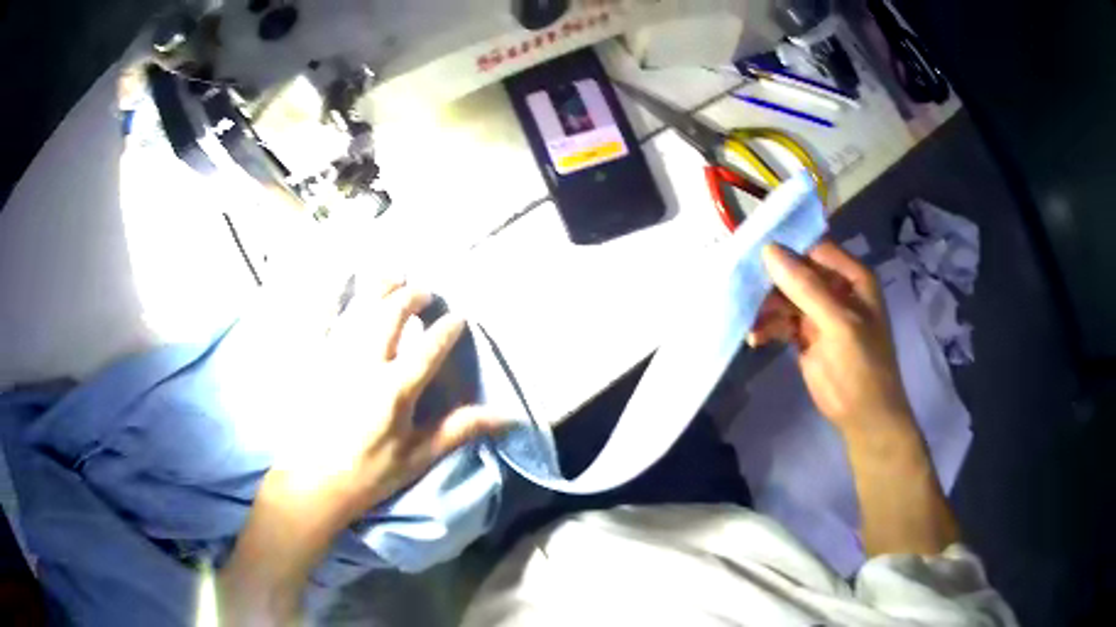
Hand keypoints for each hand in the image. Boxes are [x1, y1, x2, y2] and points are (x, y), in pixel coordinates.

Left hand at [219, 281, 504, 623]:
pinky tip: (341, 282)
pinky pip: (321, 318)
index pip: (429, 347)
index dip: (447, 329)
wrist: (314, 482)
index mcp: (394, 389)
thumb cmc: (369, 473)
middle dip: (412, 297)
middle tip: (425, 292)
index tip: (459, 318)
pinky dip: (333, 295)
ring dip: (379, 287)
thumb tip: (505, 418)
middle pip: (392, 314)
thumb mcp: (418, 457)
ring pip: (359, 308)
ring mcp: (333, 357)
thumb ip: (458, 430)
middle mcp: (364, 363)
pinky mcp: (311, 359)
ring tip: (394, 275)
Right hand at [750, 242, 959, 555]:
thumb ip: (806, 287)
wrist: (863, 417)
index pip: (814, 249)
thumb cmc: (861, 366)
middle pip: (796, 272)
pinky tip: (755, 338)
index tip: (752, 248)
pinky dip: (768, 327)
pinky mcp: (805, 336)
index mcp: (852, 278)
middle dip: (770, 280)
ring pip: (785, 297)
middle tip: (742, 287)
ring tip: (750, 322)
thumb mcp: (837, 323)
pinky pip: (781, 321)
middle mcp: (835, 289)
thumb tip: (768, 250)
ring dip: (766, 307)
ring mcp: (820, 313)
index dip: (786, 247)